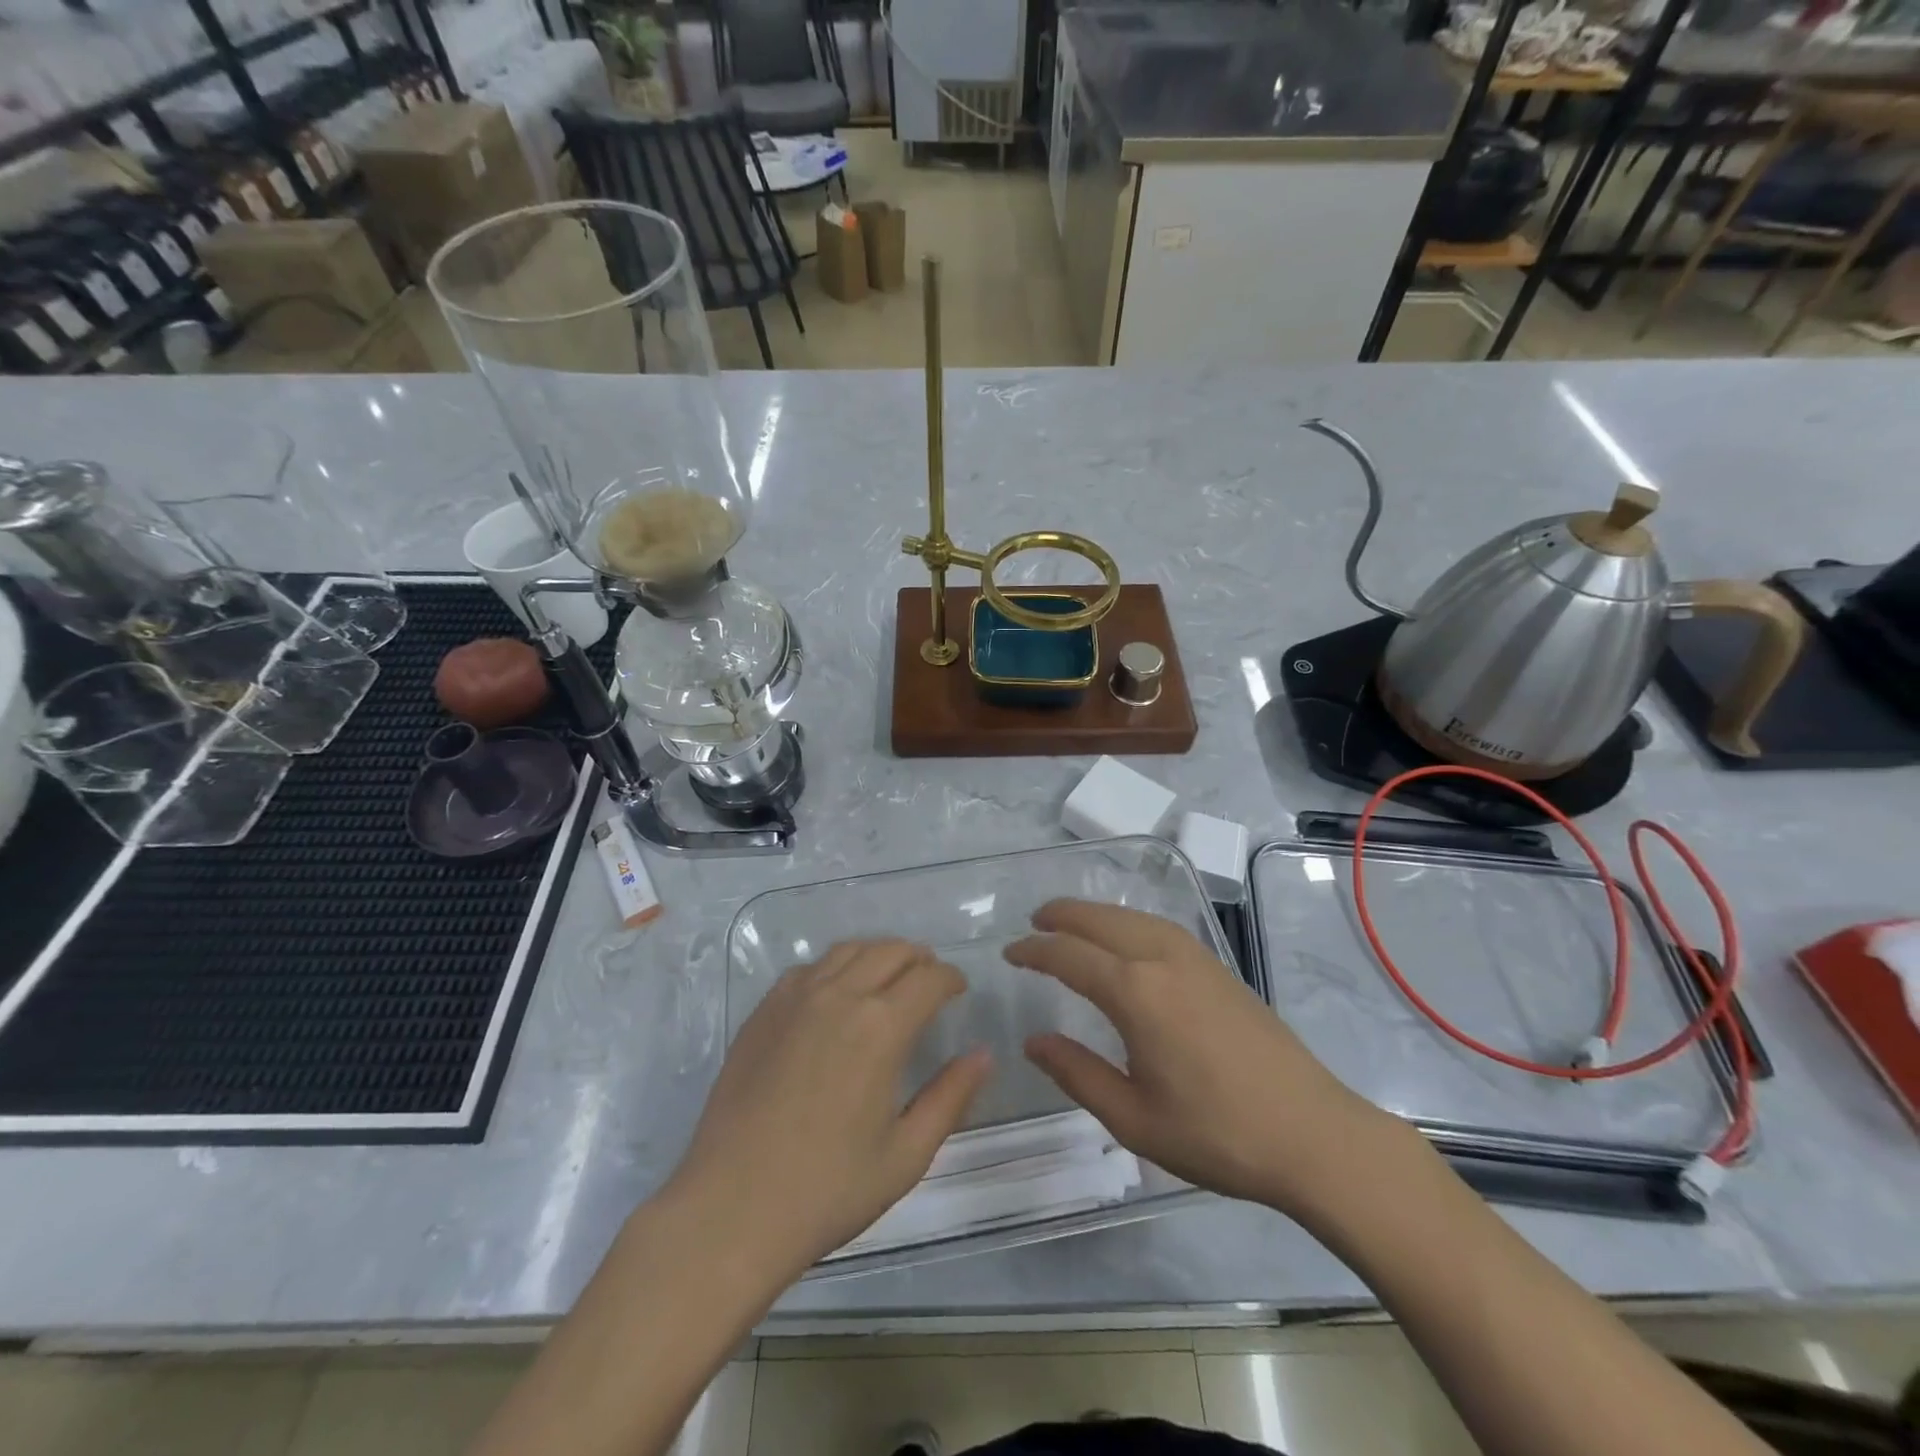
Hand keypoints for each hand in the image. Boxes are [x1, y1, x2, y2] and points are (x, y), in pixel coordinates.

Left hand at [666, 939, 990, 1283]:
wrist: (730, 1210)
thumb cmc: (828, 1190)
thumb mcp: (906, 1155)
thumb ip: (951, 1097)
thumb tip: (984, 1054)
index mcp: (880, 1027)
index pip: (929, 978)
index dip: (951, 978)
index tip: (959, 991)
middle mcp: (840, 996)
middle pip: (891, 950)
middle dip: (919, 959)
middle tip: (929, 982)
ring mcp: (795, 998)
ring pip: (848, 950)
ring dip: (878, 955)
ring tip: (888, 979)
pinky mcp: (763, 1011)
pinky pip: (809, 969)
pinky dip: (835, 968)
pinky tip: (836, 995)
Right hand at [1007, 899, 1392, 1218]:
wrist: (1313, 1135)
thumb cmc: (1216, 1135)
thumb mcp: (1133, 1118)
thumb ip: (1076, 1074)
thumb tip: (1033, 1041)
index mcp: (1136, 993)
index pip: (1070, 956)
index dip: (1035, 951)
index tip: (1010, 953)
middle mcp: (1163, 960)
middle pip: (1102, 921)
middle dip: (1063, 916)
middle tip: (1033, 922)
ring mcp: (1196, 959)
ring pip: (1134, 917)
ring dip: (1097, 914)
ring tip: (1071, 922)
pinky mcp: (1219, 968)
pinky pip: (1161, 927)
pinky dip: (1129, 921)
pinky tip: (1127, 938)